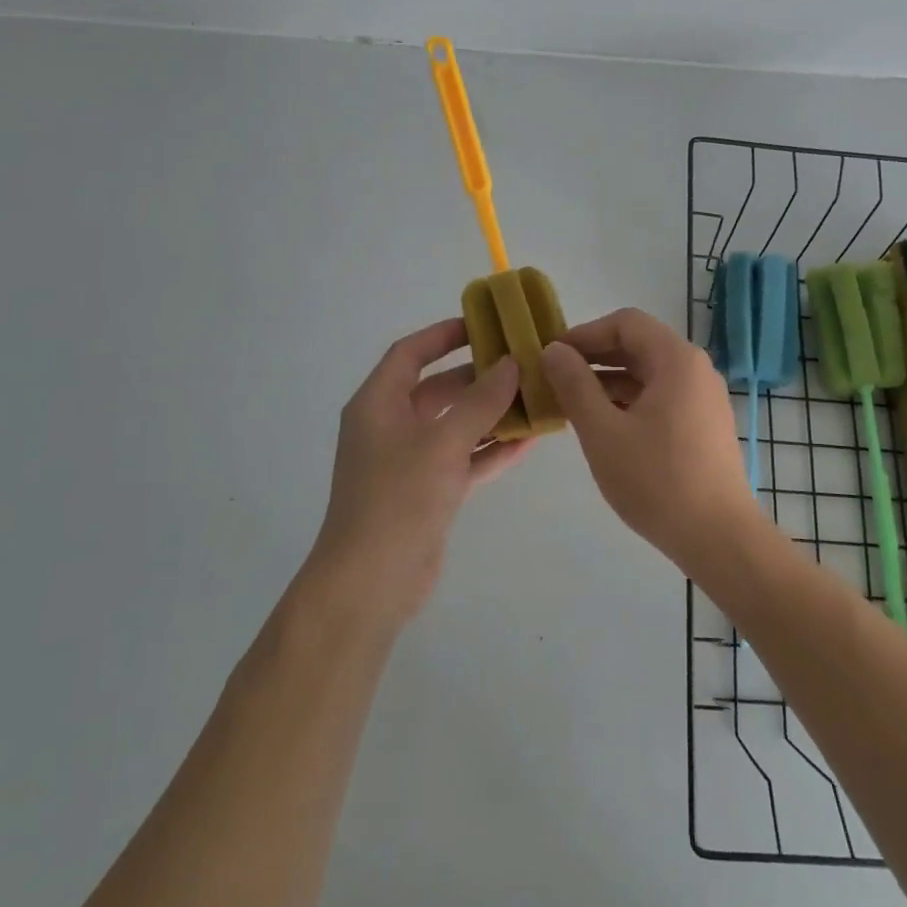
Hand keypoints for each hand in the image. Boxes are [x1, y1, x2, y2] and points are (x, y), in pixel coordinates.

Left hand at [305, 319, 528, 631]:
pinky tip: (529, 441)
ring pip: (455, 425)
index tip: (483, 325)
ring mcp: (410, 461)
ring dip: (491, 414)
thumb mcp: (442, 442)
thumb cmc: (398, 498)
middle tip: (523, 364)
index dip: (443, 335)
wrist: (372, 582)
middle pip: (438, 389)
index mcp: (378, 404)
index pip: (410, 354)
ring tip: (535, 398)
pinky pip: (464, 459)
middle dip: (479, 377)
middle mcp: (390, 427)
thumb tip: (511, 363)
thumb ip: (480, 401)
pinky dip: (490, 450)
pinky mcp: (428, 492)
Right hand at [541, 308, 762, 577]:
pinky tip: (604, 426)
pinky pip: (661, 397)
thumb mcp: (603, 431)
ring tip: (572, 404)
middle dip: (594, 358)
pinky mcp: (704, 425)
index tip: (552, 356)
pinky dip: (630, 402)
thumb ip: (574, 385)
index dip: (585, 333)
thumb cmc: (657, 480)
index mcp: (677, 360)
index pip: (625, 323)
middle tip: (555, 378)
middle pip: (639, 346)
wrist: (718, 537)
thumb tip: (553, 351)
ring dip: (609, 382)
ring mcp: (704, 398)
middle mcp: (696, 370)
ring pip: (649, 374)